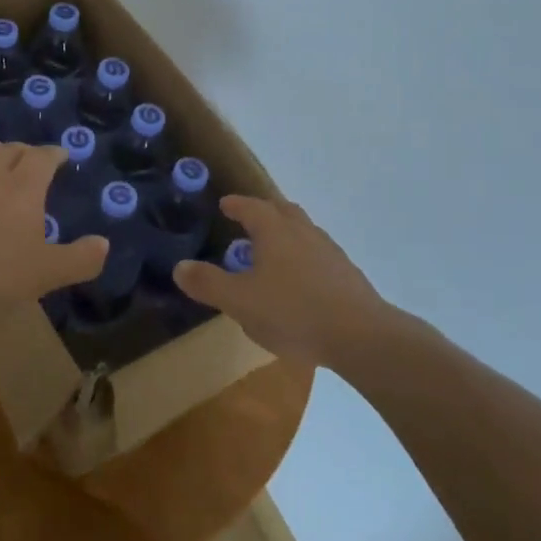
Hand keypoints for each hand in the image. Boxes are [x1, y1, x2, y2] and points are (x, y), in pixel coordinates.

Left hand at [0, 143, 107, 327]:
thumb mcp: (44, 273)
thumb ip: (78, 259)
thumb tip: (104, 243)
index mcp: (24, 188)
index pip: (42, 157)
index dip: (54, 153)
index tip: (62, 155)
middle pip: (11, 150)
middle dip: (26, 151)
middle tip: (35, 158)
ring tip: (1, 161)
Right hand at [174, 196, 390, 365]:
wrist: (360, 335)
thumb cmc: (293, 312)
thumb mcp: (240, 301)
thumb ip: (208, 283)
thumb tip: (180, 267)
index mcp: (274, 230)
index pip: (251, 207)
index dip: (236, 205)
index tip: (225, 204)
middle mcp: (303, 231)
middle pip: (282, 211)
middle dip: (264, 212)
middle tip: (249, 220)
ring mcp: (329, 251)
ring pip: (303, 231)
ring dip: (286, 233)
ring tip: (272, 252)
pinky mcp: (346, 274)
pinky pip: (318, 254)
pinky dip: (303, 257)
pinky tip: (300, 281)